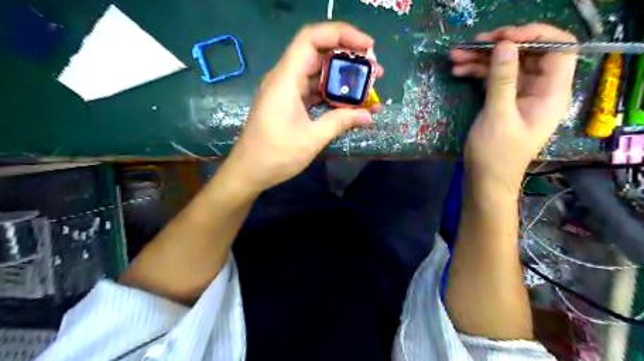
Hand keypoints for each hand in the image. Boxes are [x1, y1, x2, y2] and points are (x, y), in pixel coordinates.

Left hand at [222, 21, 380, 192]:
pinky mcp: (288, 103)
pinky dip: (332, 94)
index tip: (368, 46)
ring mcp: (286, 91)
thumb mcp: (312, 139)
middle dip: (349, 58)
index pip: (312, 38)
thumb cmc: (276, 155)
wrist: (248, 172)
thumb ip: (341, 122)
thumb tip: (368, 115)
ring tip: (369, 88)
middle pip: (318, 53)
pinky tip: (350, 104)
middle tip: (375, 71)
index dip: (342, 34)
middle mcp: (285, 78)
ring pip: (318, 73)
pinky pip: (313, 90)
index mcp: (286, 79)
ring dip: (343, 79)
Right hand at [449, 22, 579, 188]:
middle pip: (527, 54)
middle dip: (499, 46)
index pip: (558, 48)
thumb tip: (505, 45)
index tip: (502, 38)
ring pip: (507, 66)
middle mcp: (540, 90)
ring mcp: (521, 96)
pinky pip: (494, 79)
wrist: (485, 180)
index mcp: (552, 93)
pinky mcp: (504, 102)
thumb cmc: (495, 154)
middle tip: (471, 44)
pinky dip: (478, 73)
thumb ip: (502, 80)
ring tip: (455, 57)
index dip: (534, 35)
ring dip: (482, 59)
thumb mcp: (498, 116)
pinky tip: (459, 71)